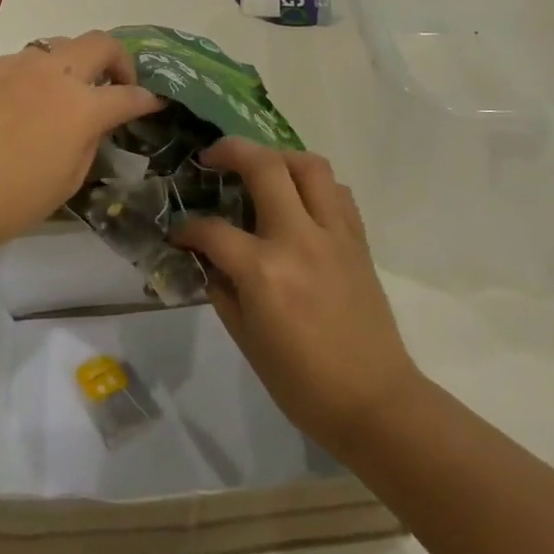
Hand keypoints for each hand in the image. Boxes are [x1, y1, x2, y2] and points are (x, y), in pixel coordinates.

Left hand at [0, 32, 163, 258]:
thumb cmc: (9, 201)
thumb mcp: (67, 181)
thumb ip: (89, 142)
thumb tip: (94, 123)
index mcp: (81, 106)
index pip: (128, 95)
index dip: (148, 99)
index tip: (155, 103)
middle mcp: (54, 73)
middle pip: (101, 43)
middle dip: (120, 60)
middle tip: (118, 84)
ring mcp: (18, 66)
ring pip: (61, 45)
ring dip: (77, 63)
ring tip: (71, 91)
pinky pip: (28, 60)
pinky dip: (42, 72)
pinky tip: (31, 100)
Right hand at [177, 138, 423, 456]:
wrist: (374, 402)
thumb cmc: (302, 383)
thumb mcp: (246, 339)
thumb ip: (223, 288)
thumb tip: (208, 258)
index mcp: (264, 271)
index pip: (213, 230)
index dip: (188, 229)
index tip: (179, 233)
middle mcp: (299, 239)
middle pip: (265, 167)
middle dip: (231, 151)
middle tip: (212, 157)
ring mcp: (334, 235)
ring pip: (309, 165)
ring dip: (279, 157)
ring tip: (260, 169)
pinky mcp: (358, 240)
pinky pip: (337, 192)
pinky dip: (314, 184)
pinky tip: (299, 200)